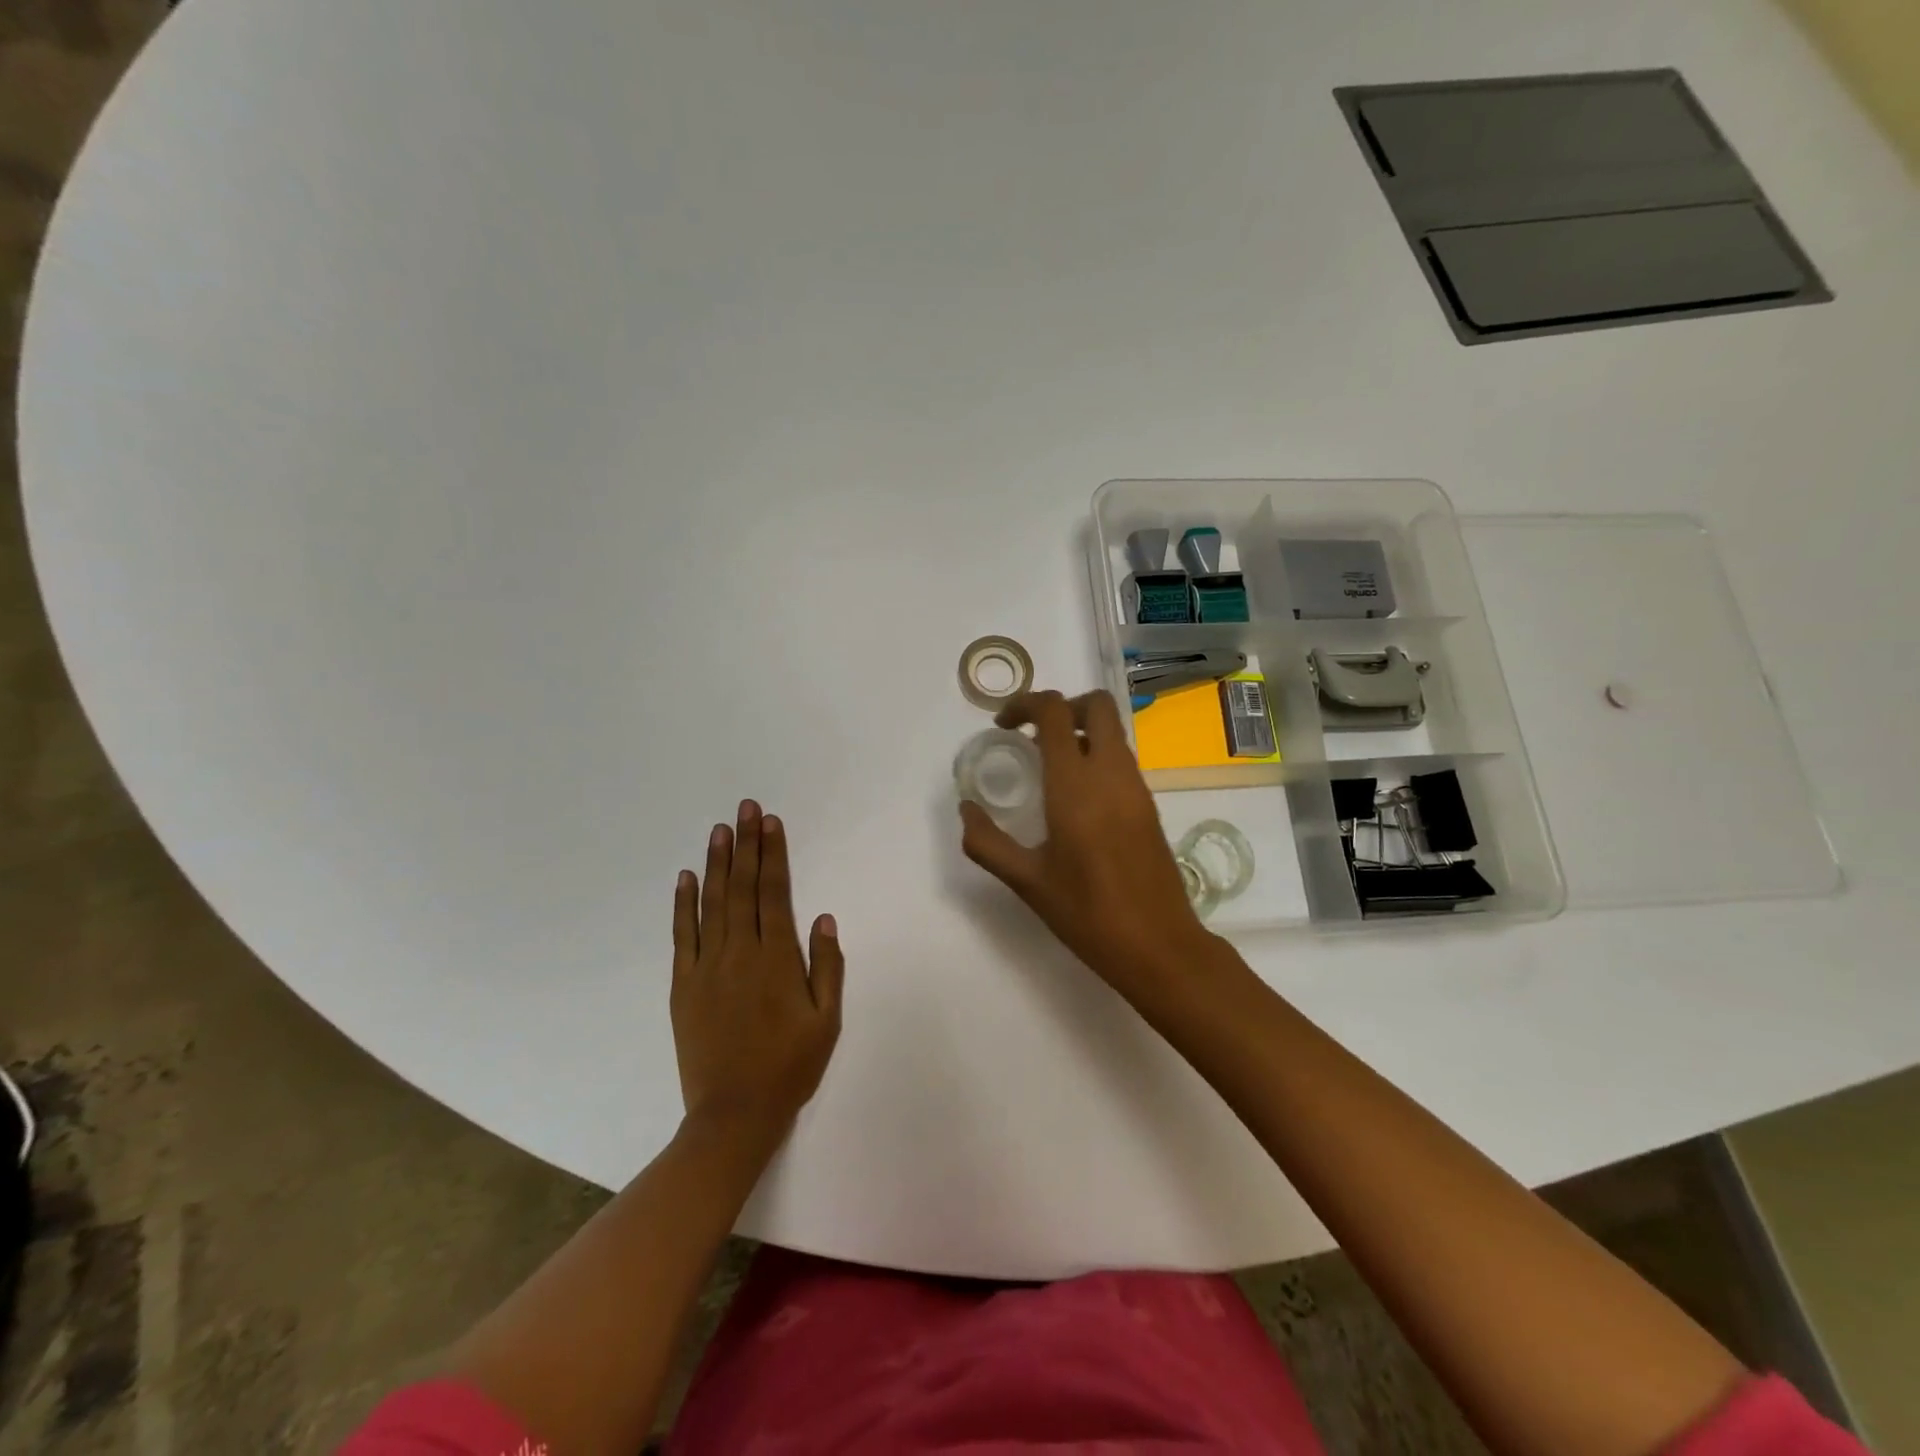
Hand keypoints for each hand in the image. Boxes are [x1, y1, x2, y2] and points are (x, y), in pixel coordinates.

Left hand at [671, 800, 844, 1142]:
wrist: (733, 1114)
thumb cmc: (789, 1066)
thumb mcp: (826, 1021)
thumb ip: (827, 967)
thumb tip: (824, 919)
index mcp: (777, 959)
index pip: (774, 893)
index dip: (773, 855)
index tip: (771, 823)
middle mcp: (740, 953)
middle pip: (742, 888)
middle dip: (746, 844)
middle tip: (746, 808)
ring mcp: (707, 967)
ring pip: (712, 903)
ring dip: (716, 864)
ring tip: (720, 829)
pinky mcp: (684, 985)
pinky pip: (682, 935)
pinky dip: (683, 904)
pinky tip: (685, 878)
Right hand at [959, 689, 1213, 987]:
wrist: (1160, 946)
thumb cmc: (1088, 914)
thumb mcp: (1027, 881)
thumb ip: (987, 842)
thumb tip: (966, 810)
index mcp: (1077, 785)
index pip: (1055, 712)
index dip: (1025, 704)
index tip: (1003, 726)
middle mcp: (1112, 774)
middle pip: (1096, 705)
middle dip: (1061, 706)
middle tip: (1032, 736)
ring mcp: (1137, 787)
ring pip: (1112, 731)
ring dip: (1079, 731)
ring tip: (1047, 768)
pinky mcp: (1149, 805)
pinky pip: (1121, 759)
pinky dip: (1096, 755)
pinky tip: (1074, 797)